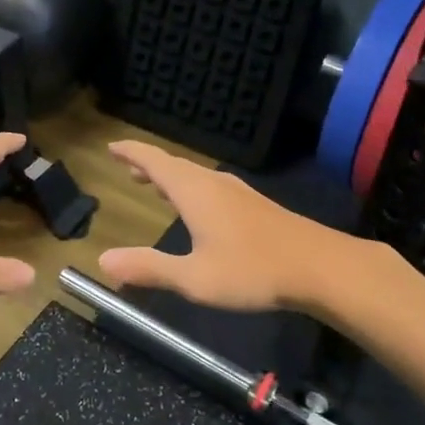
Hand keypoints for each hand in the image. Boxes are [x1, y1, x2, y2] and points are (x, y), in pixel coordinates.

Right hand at [98, 140, 358, 312]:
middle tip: (128, 167)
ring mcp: (239, 193)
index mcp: (195, 192)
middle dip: (149, 165)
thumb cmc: (253, 270)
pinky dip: (192, 189)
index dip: (131, 153)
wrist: (321, 268)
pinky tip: (199, 208)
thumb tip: (103, 260)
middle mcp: (215, 184)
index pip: (155, 162)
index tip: (112, 147)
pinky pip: (212, 187)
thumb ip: (149, 268)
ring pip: (196, 177)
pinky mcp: (256, 207)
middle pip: (176, 166)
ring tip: (154, 185)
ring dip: (172, 178)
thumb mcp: (194, 278)